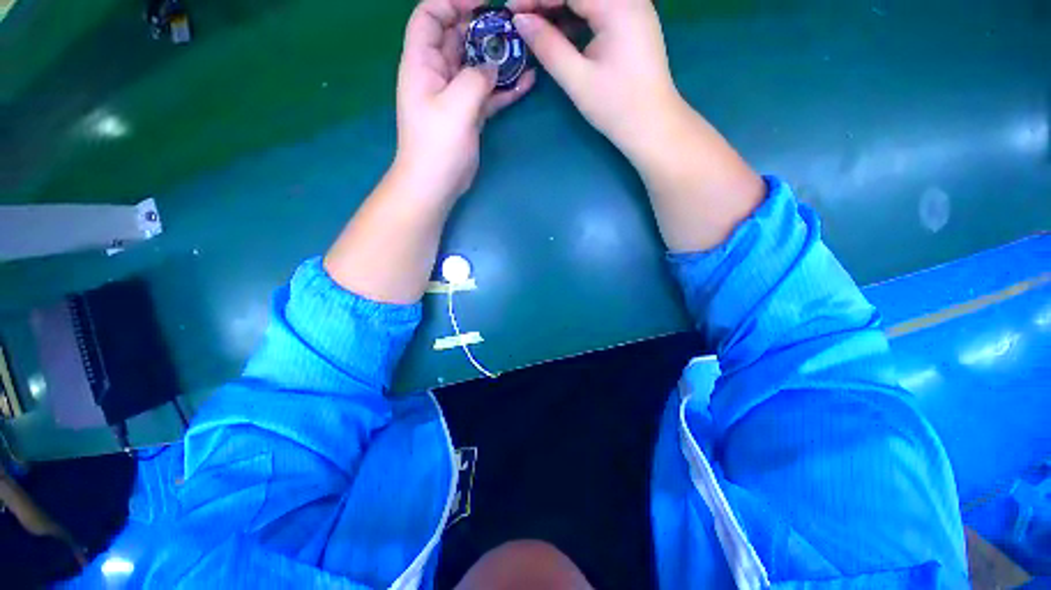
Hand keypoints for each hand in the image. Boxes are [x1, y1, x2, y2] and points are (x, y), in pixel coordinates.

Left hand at [395, 0, 535, 203]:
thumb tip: (492, 65)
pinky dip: (505, 87)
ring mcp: (455, 95)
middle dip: (482, 26)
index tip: (483, 2)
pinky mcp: (469, 114)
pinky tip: (527, 81)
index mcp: (422, 62)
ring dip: (498, 56)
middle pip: (457, 36)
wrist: (436, 184)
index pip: (431, 15)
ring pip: (476, 65)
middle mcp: (437, 73)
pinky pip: (488, 93)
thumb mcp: (456, 106)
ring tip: (525, 49)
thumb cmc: (437, 145)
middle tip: (512, 25)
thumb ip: (475, 77)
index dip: (453, 1)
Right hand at [508, 0, 680, 157]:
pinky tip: (560, 32)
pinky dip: (576, 18)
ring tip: (536, 26)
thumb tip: (521, 20)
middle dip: (547, 1)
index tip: (512, 9)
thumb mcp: (578, 79)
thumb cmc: (617, 106)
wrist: (652, 125)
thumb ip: (548, 46)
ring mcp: (633, 9)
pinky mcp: (632, 24)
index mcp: (617, 5)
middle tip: (522, 18)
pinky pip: (599, 10)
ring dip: (560, 8)